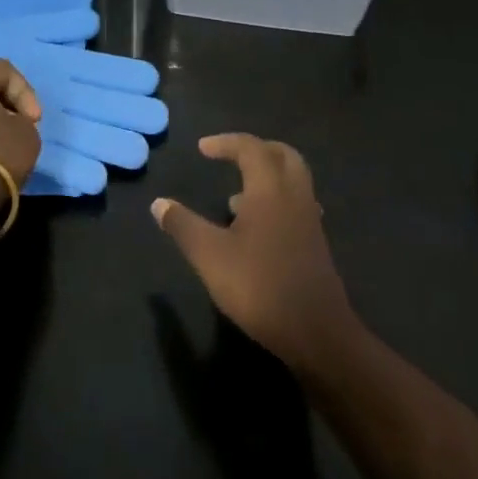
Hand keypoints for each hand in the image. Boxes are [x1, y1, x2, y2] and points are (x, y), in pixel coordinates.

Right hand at [152, 134, 356, 370]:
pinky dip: (276, 202)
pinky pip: (296, 205)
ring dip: (267, 177)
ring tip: (236, 197)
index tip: (202, 149)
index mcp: (269, 188)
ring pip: (293, 181)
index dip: (225, 143)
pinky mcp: (316, 245)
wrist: (318, 335)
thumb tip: (158, 203)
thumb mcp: (210, 256)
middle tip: (232, 156)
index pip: (250, 148)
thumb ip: (183, 226)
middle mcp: (294, 195)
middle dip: (256, 150)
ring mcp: (309, 220)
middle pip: (282, 155)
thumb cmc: (260, 286)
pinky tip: (258, 229)